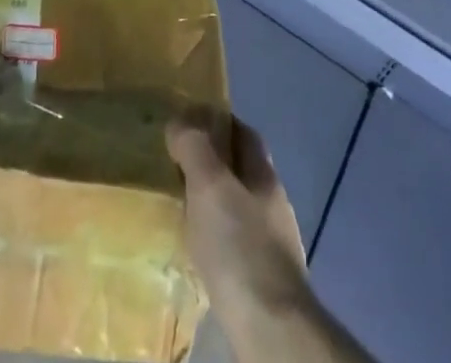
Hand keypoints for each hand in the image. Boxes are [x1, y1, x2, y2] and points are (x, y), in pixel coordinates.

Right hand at [167, 113, 310, 335]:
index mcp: (264, 174)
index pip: (243, 133)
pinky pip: (236, 244)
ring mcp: (272, 243)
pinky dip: (217, 239)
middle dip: (213, 163)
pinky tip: (200, 252)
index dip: (217, 122)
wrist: (271, 328)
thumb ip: (195, 147)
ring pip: (239, 208)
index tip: (188, 124)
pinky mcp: (264, 280)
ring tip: (183, 210)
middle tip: (177, 167)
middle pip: (242, 170)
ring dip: (214, 204)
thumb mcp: (210, 185)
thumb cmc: (240, 246)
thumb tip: (179, 121)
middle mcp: (272, 203)